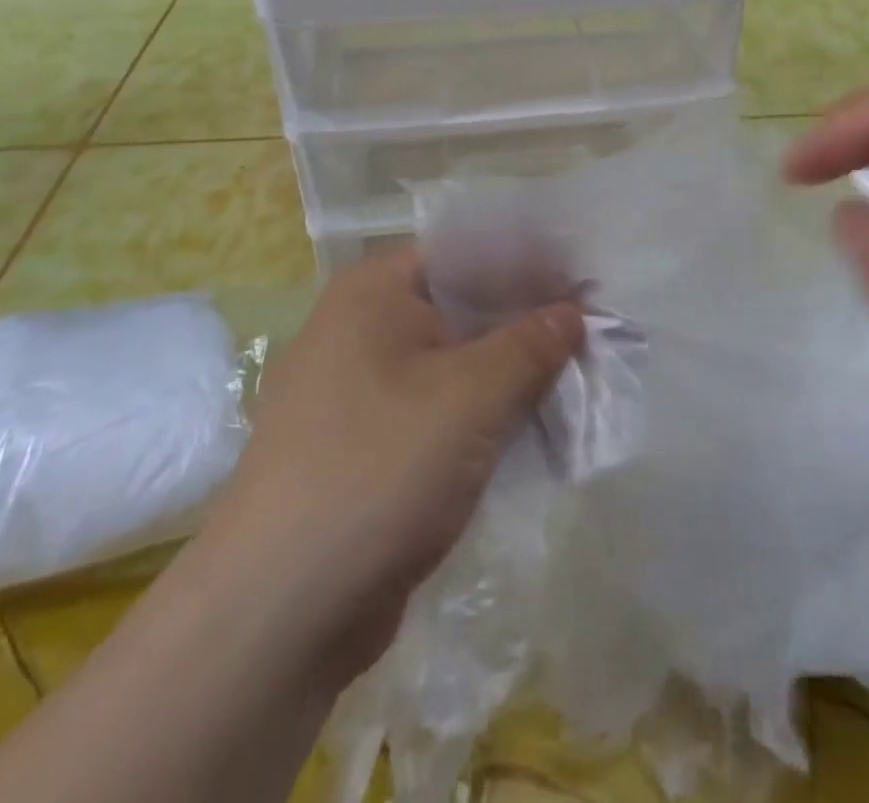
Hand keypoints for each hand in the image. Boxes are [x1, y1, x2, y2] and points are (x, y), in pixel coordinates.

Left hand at [204, 247, 582, 684]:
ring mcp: (357, 391)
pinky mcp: (364, 447)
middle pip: (462, 308)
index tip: (584, 285)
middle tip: (592, 335)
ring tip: (576, 382)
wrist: (276, 615)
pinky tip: (531, 432)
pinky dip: (480, 418)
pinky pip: (436, 412)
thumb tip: (572, 311)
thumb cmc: (379, 468)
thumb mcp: (472, 395)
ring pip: (452, 364)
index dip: (528, 265)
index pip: (467, 252)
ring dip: (508, 376)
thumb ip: (531, 343)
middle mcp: (359, 328)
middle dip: (525, 325)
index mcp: (373, 291)